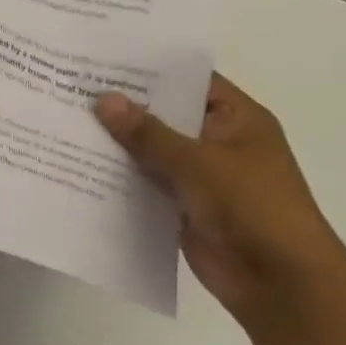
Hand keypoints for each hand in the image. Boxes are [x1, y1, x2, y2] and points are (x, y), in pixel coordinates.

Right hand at [95, 75, 345, 332]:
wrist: (281, 285)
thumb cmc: (252, 208)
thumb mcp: (197, 162)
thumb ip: (147, 132)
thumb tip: (104, 99)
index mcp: (237, 120)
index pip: (189, 81)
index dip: (149, 70)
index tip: (102, 59)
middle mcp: (218, 142)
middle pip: (165, 115)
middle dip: (124, 107)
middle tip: (72, 87)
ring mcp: (200, 176)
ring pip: (151, 151)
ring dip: (117, 143)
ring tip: (65, 121)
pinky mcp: (183, 207)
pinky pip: (145, 184)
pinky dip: (119, 177)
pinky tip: (79, 164)